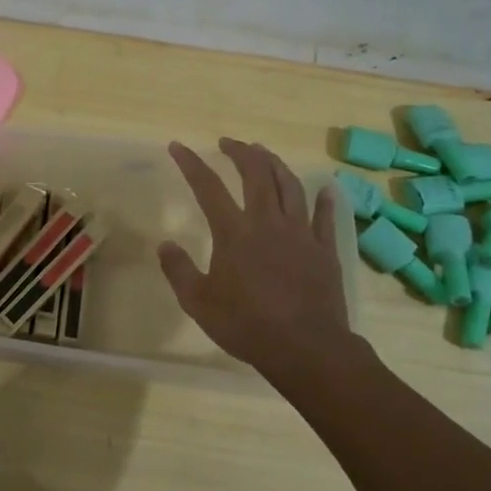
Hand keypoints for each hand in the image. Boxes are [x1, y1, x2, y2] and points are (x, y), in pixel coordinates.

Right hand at [158, 139, 364, 397]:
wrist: (306, 348)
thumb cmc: (246, 325)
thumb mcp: (198, 302)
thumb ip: (178, 270)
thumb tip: (164, 244)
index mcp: (234, 232)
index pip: (208, 187)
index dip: (191, 163)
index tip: (178, 146)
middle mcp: (267, 222)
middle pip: (256, 174)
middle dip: (240, 152)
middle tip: (228, 142)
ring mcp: (300, 233)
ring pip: (289, 186)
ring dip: (275, 164)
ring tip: (264, 154)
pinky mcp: (324, 249)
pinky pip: (325, 217)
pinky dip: (324, 199)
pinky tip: (326, 188)